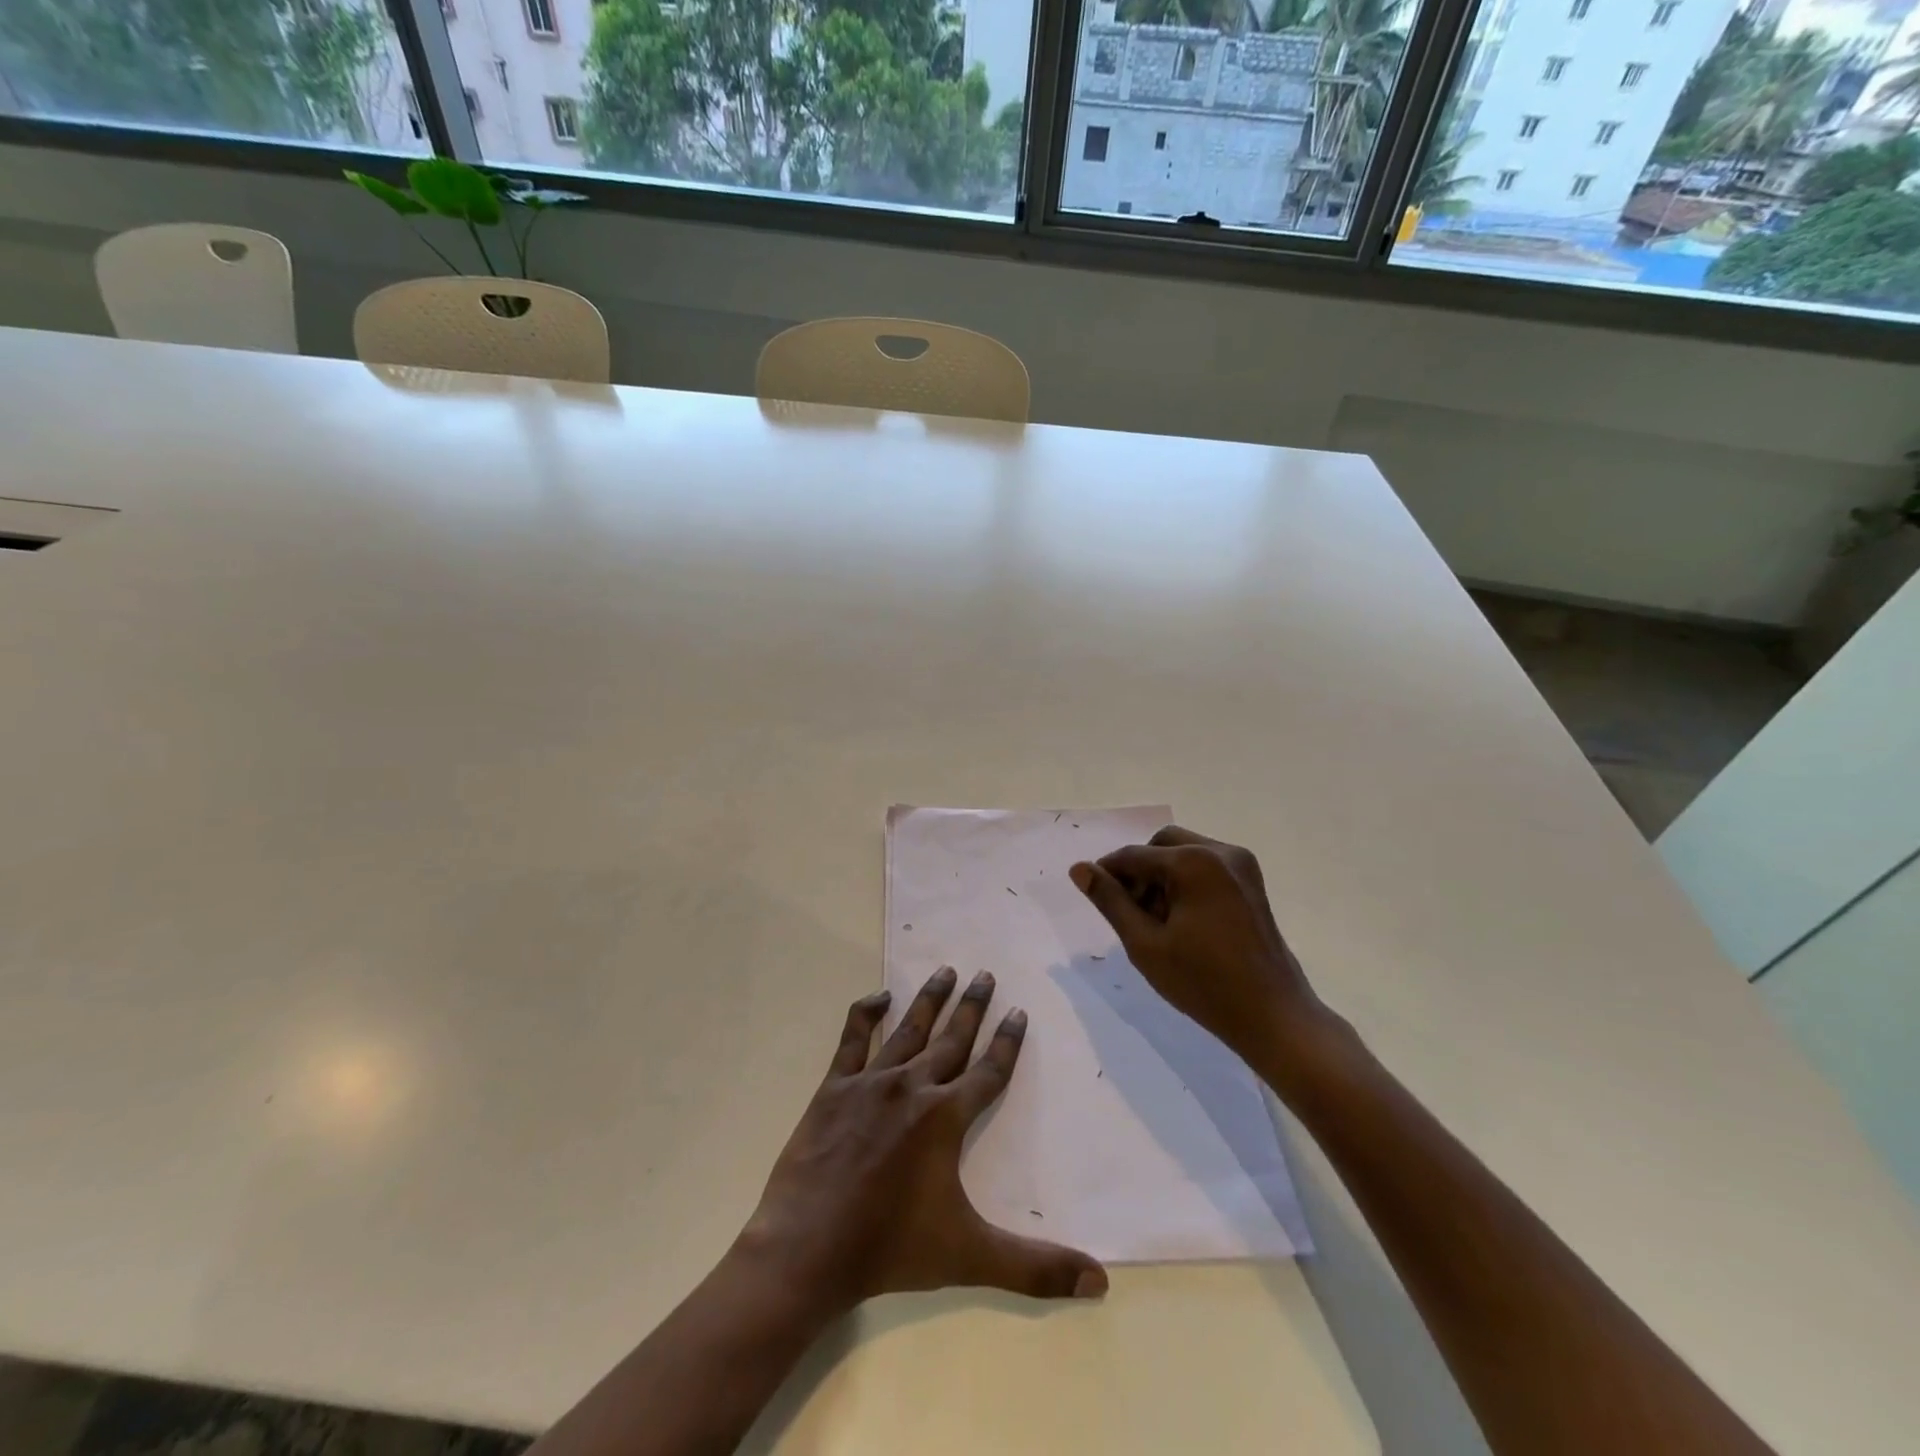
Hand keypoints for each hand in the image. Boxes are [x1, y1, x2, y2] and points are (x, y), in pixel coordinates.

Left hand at [738, 967, 1107, 1316]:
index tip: (1019, 1011)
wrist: (808, 1248)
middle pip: (953, 1039)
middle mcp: (913, 1087)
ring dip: (930, 1000)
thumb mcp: (970, 1257)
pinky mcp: (834, 1087)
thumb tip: (1100, 1284)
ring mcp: (871, 1082)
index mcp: (945, 1118)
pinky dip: (866, 1013)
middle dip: (973, 1006)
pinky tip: (879, 996)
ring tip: (946, 970)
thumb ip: (1035, 1268)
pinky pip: (853, 1038)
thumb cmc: (891, 1249)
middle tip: (985, 974)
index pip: (989, 1071)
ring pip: (909, 1029)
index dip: (1007, 1042)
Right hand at [1069, 826, 1332, 1070]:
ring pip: (1184, 853)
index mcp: (1193, 862)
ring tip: (1156, 921)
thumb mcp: (1145, 943)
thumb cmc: (1203, 982)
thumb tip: (1079, 868)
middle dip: (1140, 871)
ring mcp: (1241, 865)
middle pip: (1161, 845)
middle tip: (1130, 912)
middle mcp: (1220, 852)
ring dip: (1162, 875)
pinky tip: (1182, 920)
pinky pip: (1206, 866)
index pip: (1134, 856)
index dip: (1107, 873)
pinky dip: (1186, 881)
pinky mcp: (1251, 882)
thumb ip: (1110, 901)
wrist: (1273, 1015)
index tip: (1093, 896)